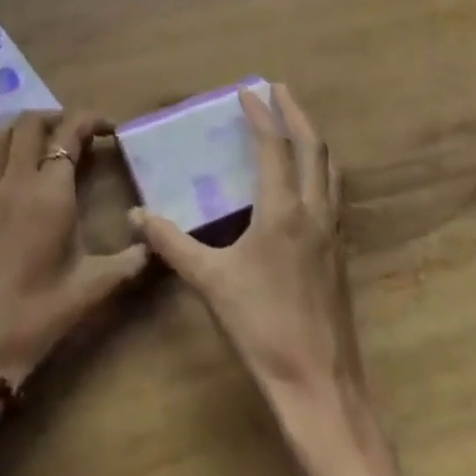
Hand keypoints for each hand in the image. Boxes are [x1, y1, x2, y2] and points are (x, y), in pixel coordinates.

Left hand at [0, 110, 147, 475]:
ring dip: (14, 128)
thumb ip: (130, 261)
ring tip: (34, 137)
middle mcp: (15, 183)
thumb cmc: (41, 315)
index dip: (90, 120)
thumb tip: (156, 242)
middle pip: (28, 124)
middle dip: (54, 117)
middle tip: (72, 133)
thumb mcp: (94, 287)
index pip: (69, 135)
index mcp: (51, 194)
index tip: (107, 129)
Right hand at [133, 85, 360, 398]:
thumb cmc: (262, 328)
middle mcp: (314, 213)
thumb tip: (135, 216)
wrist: (320, 386)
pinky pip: (333, 195)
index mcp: (283, 212)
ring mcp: (333, 234)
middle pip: (313, 148)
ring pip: (329, 170)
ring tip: (296, 124)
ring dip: (312, 139)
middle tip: (278, 89)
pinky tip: (307, 183)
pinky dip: (320, 171)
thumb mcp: (209, 282)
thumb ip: (171, 244)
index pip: (274, 147)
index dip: (261, 115)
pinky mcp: (340, 256)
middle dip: (296, 113)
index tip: (247, 91)